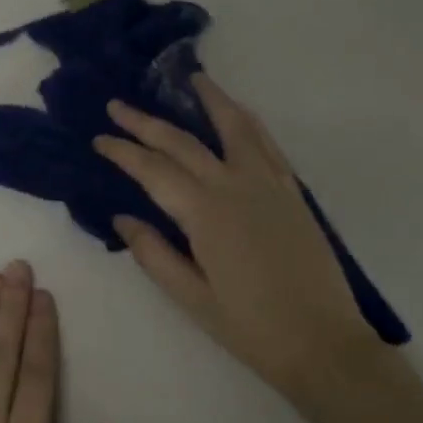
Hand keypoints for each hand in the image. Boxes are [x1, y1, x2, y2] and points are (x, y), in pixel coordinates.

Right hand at [94, 74, 376, 401]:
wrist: (323, 343)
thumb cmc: (251, 327)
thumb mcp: (191, 298)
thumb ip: (154, 254)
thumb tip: (122, 217)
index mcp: (205, 214)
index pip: (153, 170)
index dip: (122, 151)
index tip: (99, 138)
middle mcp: (235, 186)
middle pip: (183, 142)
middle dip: (146, 122)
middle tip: (117, 105)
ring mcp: (268, 183)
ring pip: (234, 127)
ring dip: (209, 99)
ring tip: (191, 79)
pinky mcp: (291, 190)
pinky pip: (265, 142)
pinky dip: (246, 120)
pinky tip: (237, 114)